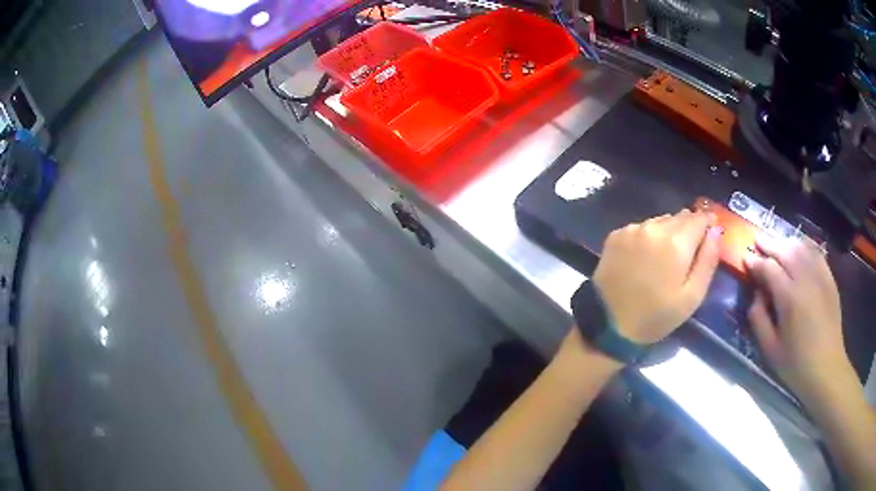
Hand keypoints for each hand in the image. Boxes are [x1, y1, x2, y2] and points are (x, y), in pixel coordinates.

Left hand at [592, 210, 720, 344]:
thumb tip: (715, 231)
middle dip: (689, 227)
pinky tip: (645, 256)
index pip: (699, 218)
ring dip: (668, 231)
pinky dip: (648, 236)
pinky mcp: (615, 235)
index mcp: (676, 242)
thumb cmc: (656, 316)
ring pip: (660, 221)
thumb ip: (708, 260)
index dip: (708, 222)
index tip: (712, 227)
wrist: (608, 325)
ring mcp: (632, 229)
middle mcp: (654, 228)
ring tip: (667, 255)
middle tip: (690, 248)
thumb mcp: (692, 296)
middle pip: (679, 217)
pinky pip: (640, 228)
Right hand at [744, 237, 849, 400]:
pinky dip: (805, 246)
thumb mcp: (770, 349)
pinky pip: (816, 252)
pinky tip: (799, 248)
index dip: (755, 262)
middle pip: (785, 250)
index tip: (746, 259)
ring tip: (776, 245)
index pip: (769, 268)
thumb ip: (758, 319)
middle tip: (757, 241)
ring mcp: (820, 276)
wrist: (827, 368)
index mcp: (789, 298)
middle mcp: (805, 279)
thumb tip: (756, 294)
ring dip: (786, 242)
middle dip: (769, 244)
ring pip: (801, 247)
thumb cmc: (796, 364)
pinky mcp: (829, 278)